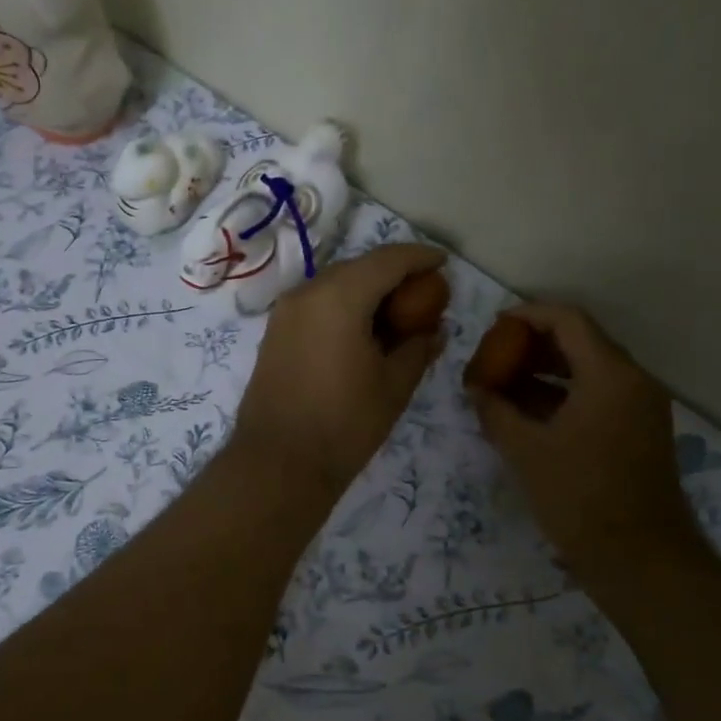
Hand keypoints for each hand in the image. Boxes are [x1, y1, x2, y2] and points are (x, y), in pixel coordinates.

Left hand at [233, 244, 448, 497]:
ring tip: (397, 314)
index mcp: (339, 297)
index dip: (420, 257)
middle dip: (394, 273)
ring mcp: (286, 312)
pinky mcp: (276, 333)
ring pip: (335, 284)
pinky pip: (317, 304)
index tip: (444, 263)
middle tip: (424, 292)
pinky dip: (345, 306)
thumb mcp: (394, 385)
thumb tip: (436, 330)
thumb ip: (419, 347)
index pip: (387, 260)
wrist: (278, 463)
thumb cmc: (345, 424)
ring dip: (368, 290)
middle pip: (359, 267)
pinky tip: (364, 331)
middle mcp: (307, 292)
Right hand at [466, 302, 703, 588]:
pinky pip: (599, 396)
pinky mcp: (640, 431)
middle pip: (581, 341)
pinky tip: (529, 412)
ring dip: (547, 371)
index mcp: (610, 375)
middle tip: (495, 355)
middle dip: (534, 345)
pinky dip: (565, 395)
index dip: (528, 315)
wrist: (641, 560)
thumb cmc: (580, 498)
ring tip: (504, 383)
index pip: (568, 320)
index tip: (494, 326)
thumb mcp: (526, 452)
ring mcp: (641, 407)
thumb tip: (475, 388)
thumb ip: (496, 411)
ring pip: (589, 370)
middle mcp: (633, 381)